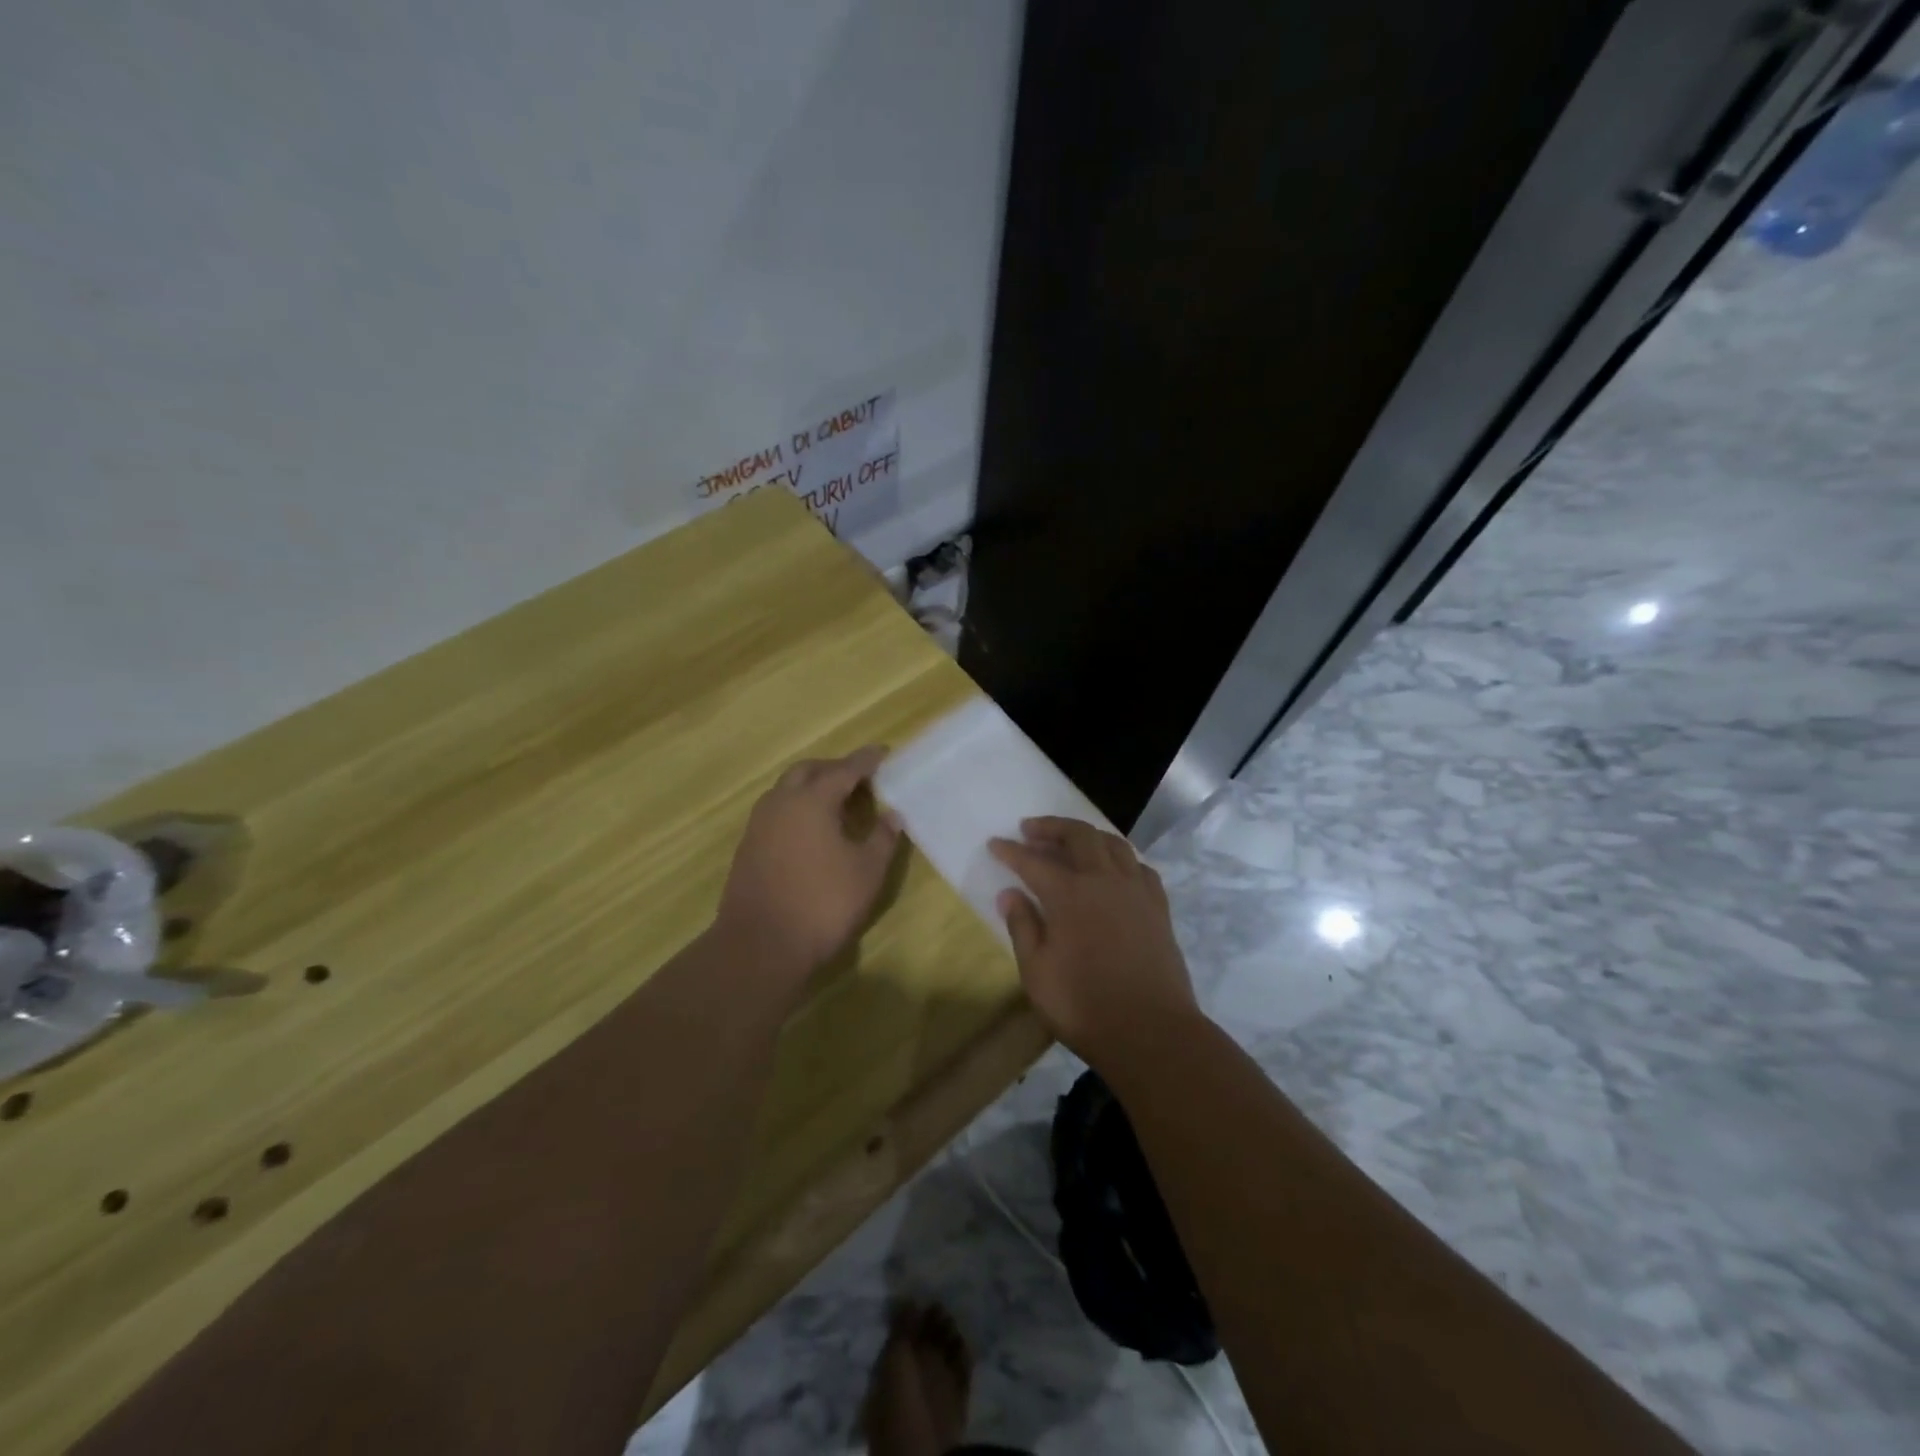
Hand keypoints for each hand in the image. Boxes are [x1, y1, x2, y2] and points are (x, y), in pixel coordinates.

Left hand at [715, 746, 902, 981]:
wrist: (760, 946)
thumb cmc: (822, 904)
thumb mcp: (867, 872)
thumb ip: (883, 838)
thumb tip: (892, 815)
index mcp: (812, 800)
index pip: (845, 769)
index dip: (866, 760)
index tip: (883, 753)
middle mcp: (781, 802)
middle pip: (808, 771)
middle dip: (834, 769)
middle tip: (859, 780)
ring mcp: (759, 824)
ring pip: (787, 790)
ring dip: (812, 788)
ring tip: (837, 805)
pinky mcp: (748, 847)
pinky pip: (776, 812)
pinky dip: (797, 809)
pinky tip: (813, 832)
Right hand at [989, 817, 1199, 1064]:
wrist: (1152, 1032)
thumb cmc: (1084, 1006)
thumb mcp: (1037, 973)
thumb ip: (1022, 927)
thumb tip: (1009, 894)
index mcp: (1069, 895)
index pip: (1033, 861)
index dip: (1011, 851)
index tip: (995, 843)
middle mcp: (1104, 881)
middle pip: (1079, 836)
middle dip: (1051, 827)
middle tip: (1031, 830)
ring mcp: (1136, 891)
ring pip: (1113, 844)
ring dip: (1087, 835)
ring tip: (1071, 841)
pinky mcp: (1158, 908)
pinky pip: (1139, 867)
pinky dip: (1120, 858)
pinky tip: (1113, 870)